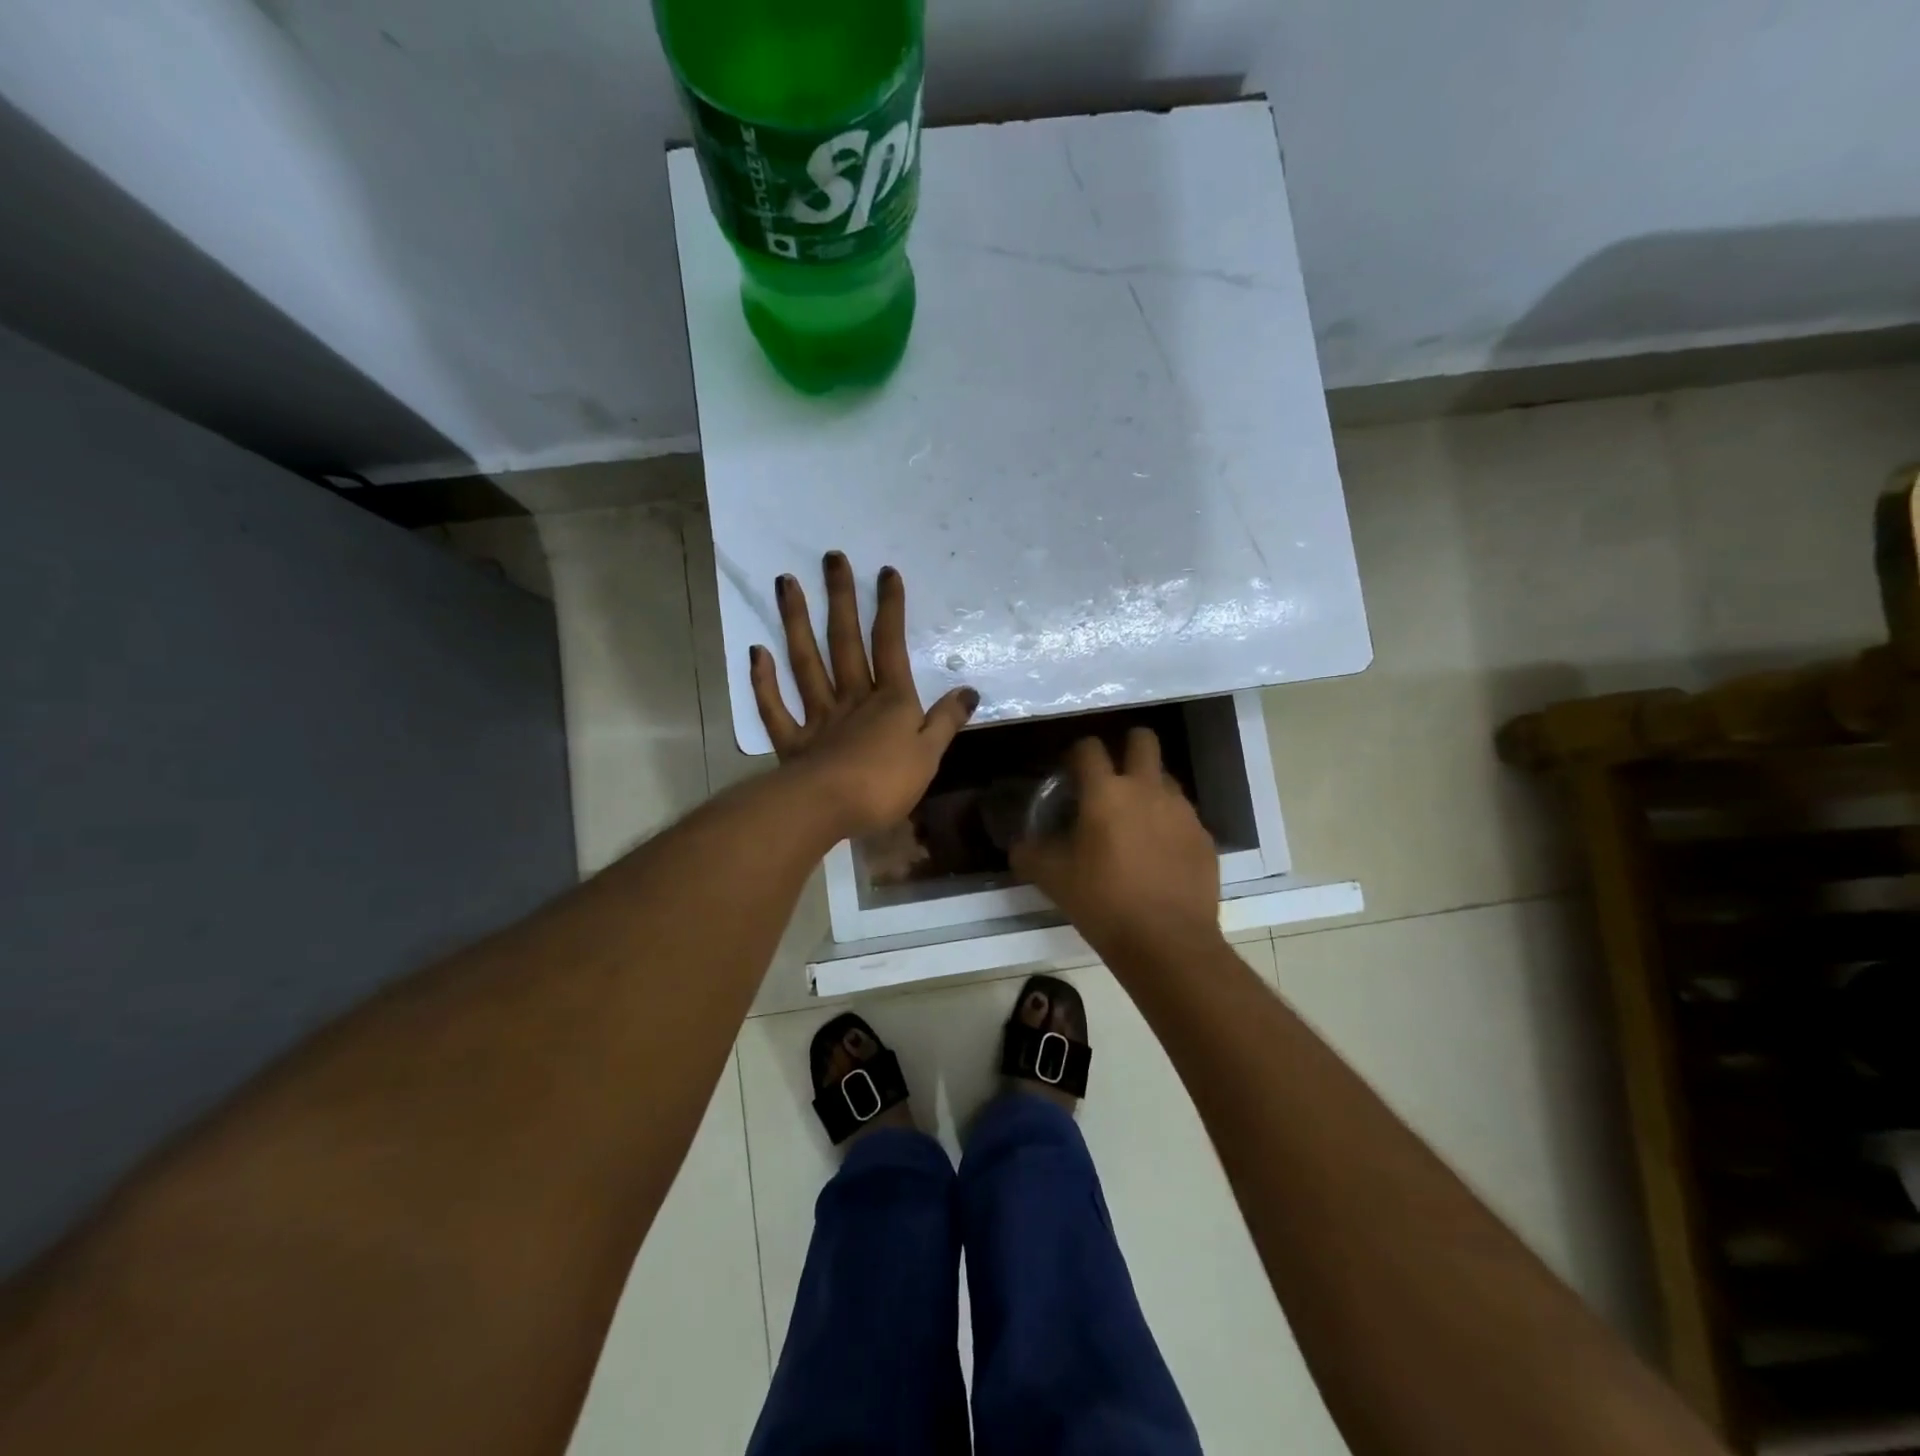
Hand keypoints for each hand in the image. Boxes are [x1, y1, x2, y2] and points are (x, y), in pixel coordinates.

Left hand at [751, 552, 977, 838]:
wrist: (828, 808)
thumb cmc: (885, 783)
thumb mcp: (929, 754)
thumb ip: (946, 721)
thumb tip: (969, 691)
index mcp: (890, 701)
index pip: (890, 645)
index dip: (890, 608)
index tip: (885, 572)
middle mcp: (852, 698)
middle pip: (845, 642)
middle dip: (841, 599)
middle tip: (831, 558)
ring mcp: (818, 717)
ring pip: (805, 663)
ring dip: (795, 623)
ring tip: (787, 583)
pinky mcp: (792, 742)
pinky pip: (775, 707)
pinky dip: (764, 681)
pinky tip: (756, 652)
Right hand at [1011, 730, 1221, 955]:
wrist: (1167, 942)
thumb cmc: (1102, 902)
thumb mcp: (1052, 878)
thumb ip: (1030, 853)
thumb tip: (1020, 845)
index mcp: (1106, 792)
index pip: (1089, 748)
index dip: (1076, 753)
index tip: (1070, 771)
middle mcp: (1147, 789)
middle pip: (1143, 740)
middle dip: (1128, 747)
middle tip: (1113, 776)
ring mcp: (1182, 811)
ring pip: (1166, 778)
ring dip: (1150, 787)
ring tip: (1136, 821)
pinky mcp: (1204, 836)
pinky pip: (1184, 816)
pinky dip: (1169, 824)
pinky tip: (1159, 854)